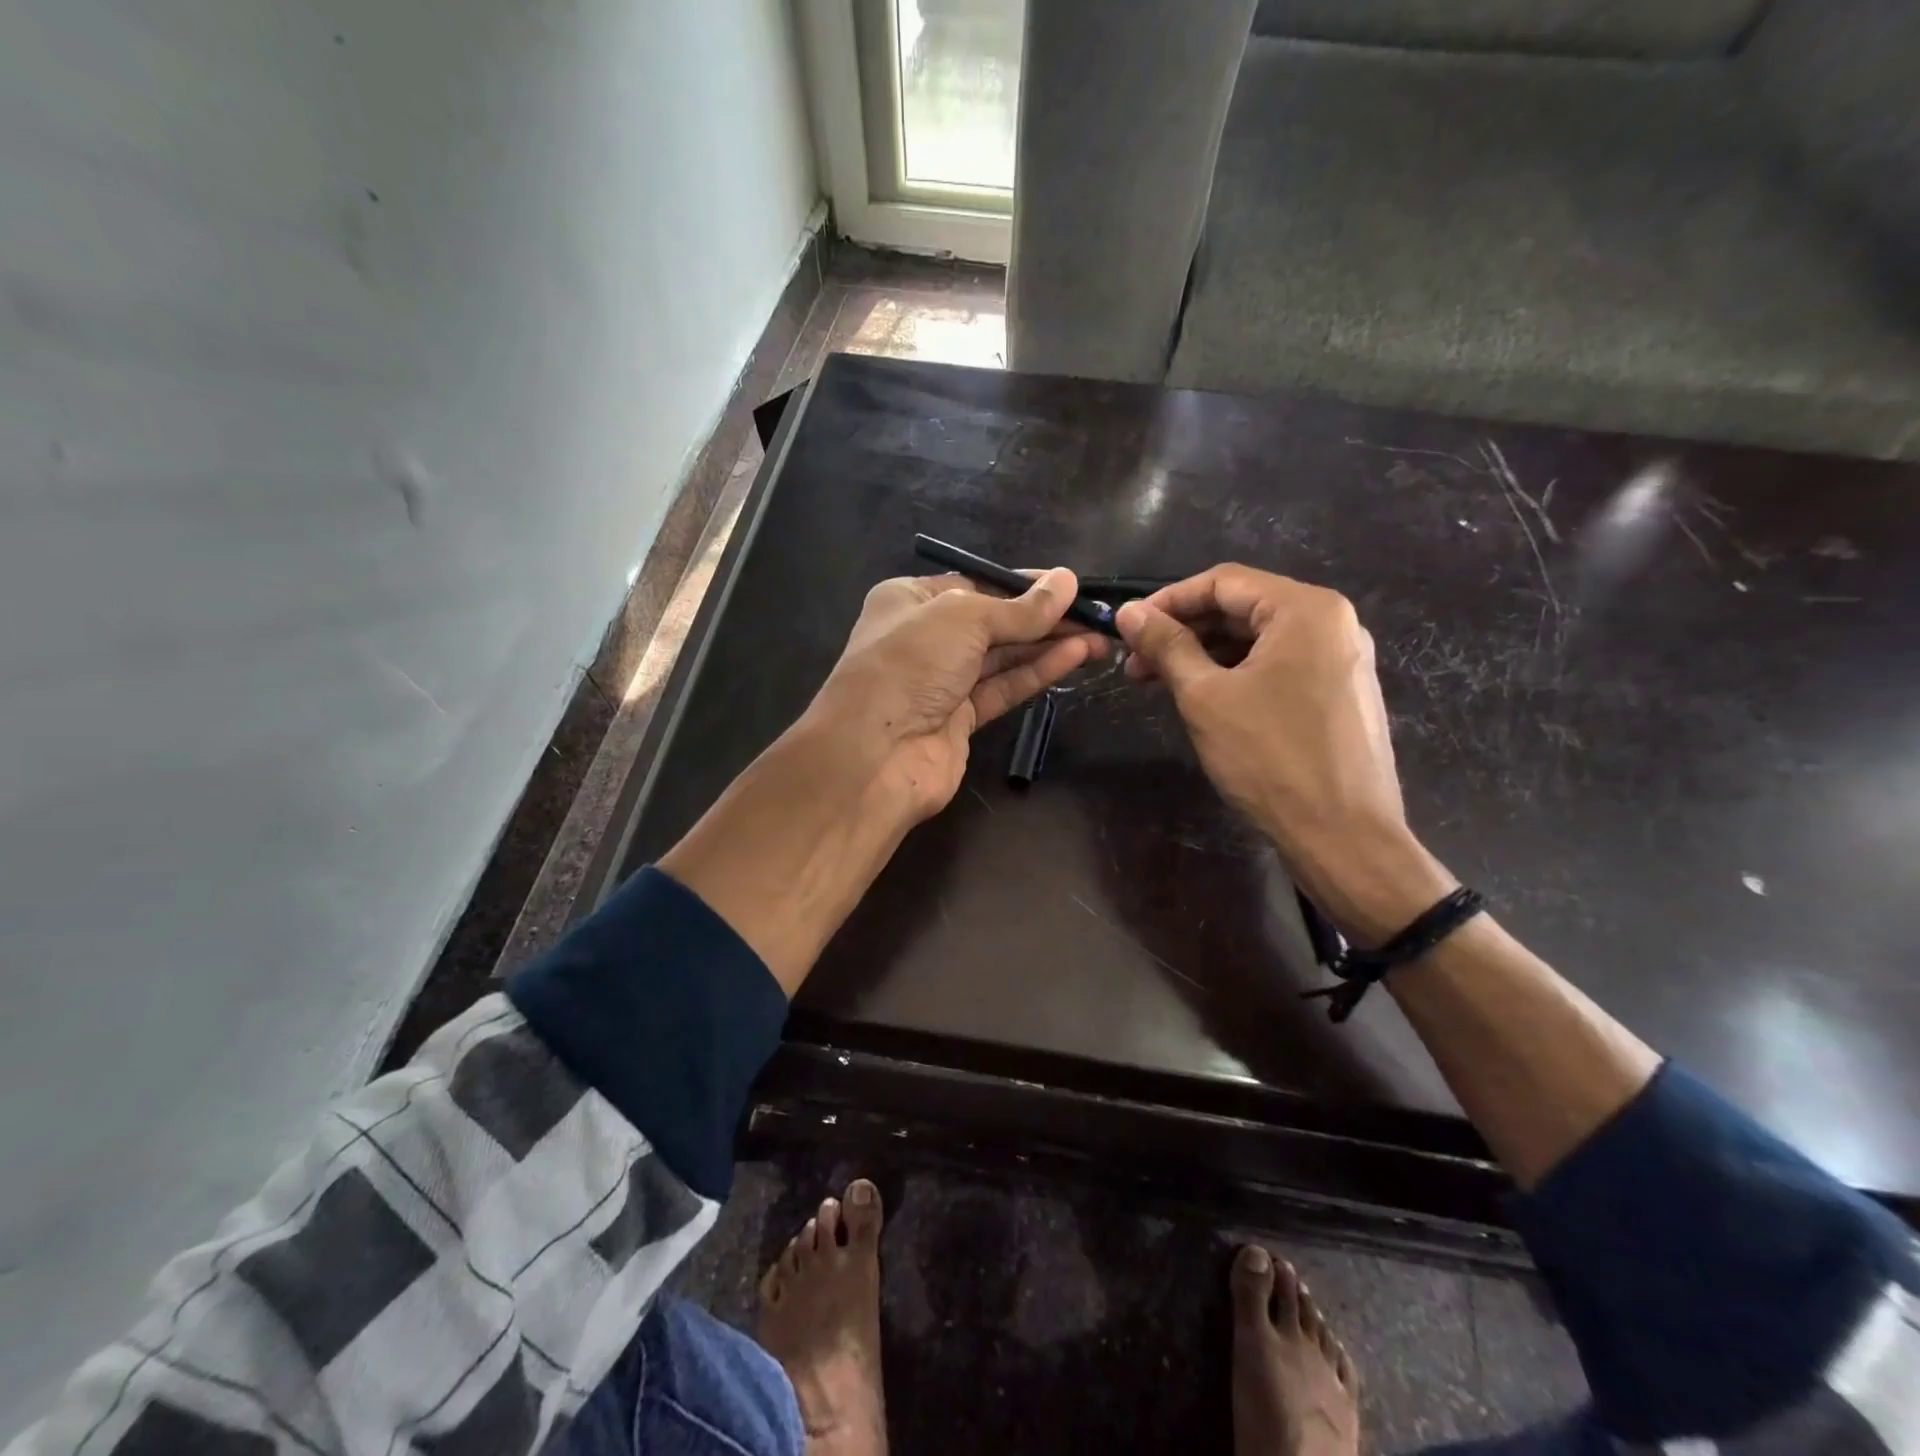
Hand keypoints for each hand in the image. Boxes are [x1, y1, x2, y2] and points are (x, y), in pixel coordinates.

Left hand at [807, 567, 1107, 822]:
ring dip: (1049, 645)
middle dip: (1044, 617)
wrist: (874, 755)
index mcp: (910, 600)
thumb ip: (1019, 608)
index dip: (1022, 585)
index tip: (1068, 585)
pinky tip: (1074, 657)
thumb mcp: (964, 619)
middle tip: (1096, 614)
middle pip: (993, 622)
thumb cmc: (910, 664)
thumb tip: (1067, 581)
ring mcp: (941, 682)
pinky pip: (1004, 688)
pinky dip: (1037, 672)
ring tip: (1099, 637)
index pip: (975, 584)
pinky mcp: (960, 719)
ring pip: (1003, 657)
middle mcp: (924, 638)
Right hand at [1115, 565, 1454, 940]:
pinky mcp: (1339, 692)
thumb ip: (1167, 646)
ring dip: (1204, 655)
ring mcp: (1340, 659)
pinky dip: (1235, 674)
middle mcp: (1332, 622)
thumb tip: (1128, 613)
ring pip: (1257, 640)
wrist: (1343, 835)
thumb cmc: (1270, 758)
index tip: (1127, 628)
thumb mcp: (1205, 696)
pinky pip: (1278, 665)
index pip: (1223, 582)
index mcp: (1306, 609)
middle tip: (1135, 664)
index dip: (1167, 601)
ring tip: (1158, 683)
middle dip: (1183, 632)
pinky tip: (1201, 697)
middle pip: (1242, 608)